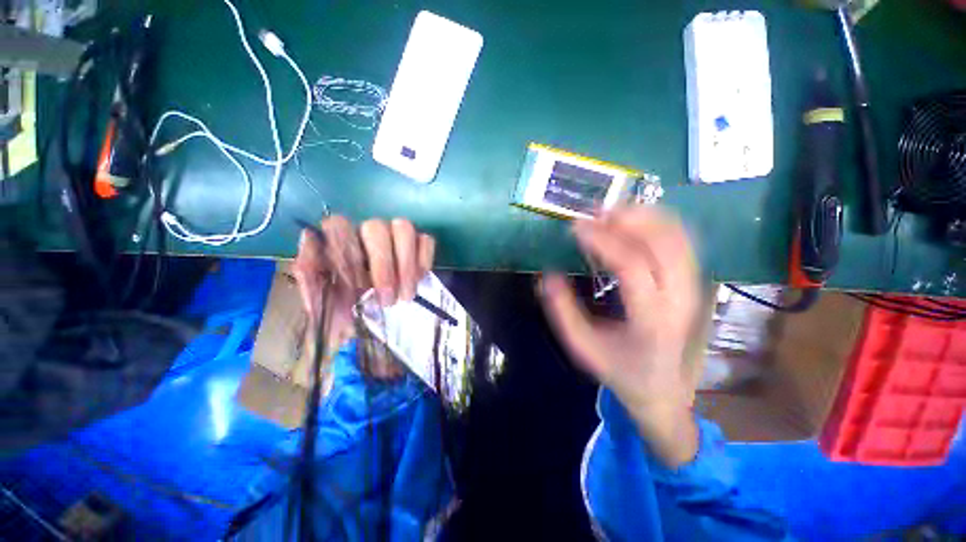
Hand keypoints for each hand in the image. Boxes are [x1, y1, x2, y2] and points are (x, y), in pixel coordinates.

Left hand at [292, 216, 435, 374]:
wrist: (368, 321)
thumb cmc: (343, 312)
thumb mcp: (320, 302)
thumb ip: (309, 277)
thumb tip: (309, 240)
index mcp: (338, 241)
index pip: (339, 226)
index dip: (349, 253)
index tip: (356, 288)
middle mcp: (365, 231)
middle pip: (376, 227)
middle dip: (384, 266)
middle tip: (388, 300)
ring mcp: (394, 234)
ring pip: (404, 228)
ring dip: (406, 265)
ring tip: (406, 295)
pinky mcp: (418, 244)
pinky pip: (426, 240)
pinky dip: (424, 260)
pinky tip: (418, 280)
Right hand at [539, 207, 701, 466]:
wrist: (664, 390)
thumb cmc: (620, 370)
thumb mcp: (581, 347)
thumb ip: (561, 311)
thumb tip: (547, 274)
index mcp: (652, 321)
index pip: (632, 266)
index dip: (602, 241)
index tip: (576, 227)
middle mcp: (681, 300)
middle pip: (664, 243)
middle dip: (628, 219)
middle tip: (595, 212)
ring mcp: (694, 290)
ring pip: (679, 238)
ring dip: (645, 216)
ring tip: (612, 211)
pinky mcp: (694, 284)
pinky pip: (683, 243)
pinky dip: (660, 223)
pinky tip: (636, 221)